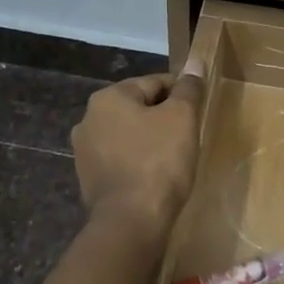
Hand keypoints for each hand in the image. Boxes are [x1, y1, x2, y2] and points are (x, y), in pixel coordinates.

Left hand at [71, 69, 206, 242]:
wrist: (130, 222)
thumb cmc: (158, 162)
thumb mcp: (182, 118)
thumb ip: (188, 88)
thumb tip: (195, 61)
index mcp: (108, 98)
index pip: (154, 82)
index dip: (181, 92)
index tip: (199, 108)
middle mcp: (88, 119)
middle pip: (138, 107)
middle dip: (163, 117)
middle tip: (190, 134)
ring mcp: (85, 152)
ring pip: (128, 134)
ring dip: (150, 139)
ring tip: (175, 157)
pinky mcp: (89, 179)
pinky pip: (121, 159)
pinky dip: (138, 161)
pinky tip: (155, 176)